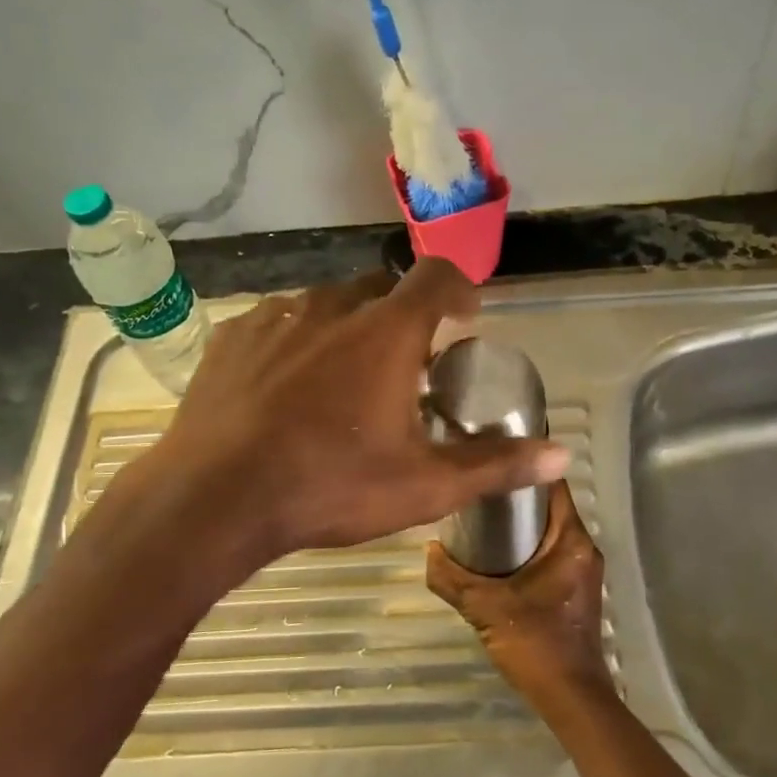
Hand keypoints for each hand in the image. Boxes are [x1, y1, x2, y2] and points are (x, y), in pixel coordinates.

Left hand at [130, 259, 569, 566]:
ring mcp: (276, 318)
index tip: (466, 318)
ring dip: (349, 327)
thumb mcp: (424, 485)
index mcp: (386, 331)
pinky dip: (298, 340)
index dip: (459, 288)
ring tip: (346, 378)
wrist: (213, 500)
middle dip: (403, 316)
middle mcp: (332, 307)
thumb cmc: (330, 486)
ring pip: (326, 304)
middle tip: (406, 366)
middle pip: (381, 288)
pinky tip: (288, 385)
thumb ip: (496, 464)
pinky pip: (278, 322)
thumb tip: (562, 457)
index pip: (436, 276)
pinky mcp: (233, 339)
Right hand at [426, 483, 610, 711]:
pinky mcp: (577, 588)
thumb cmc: (535, 644)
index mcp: (571, 540)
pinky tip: (496, 554)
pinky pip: (551, 551)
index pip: (552, 485)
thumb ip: (451, 578)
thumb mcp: (484, 608)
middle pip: (549, 506)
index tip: (490, 458)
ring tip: (479, 517)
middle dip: (514, 497)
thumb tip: (428, 550)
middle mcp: (584, 547)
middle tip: (475, 489)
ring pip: (549, 531)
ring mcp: (583, 569)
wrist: (571, 697)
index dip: (523, 467)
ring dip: (520, 524)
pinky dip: (527, 546)